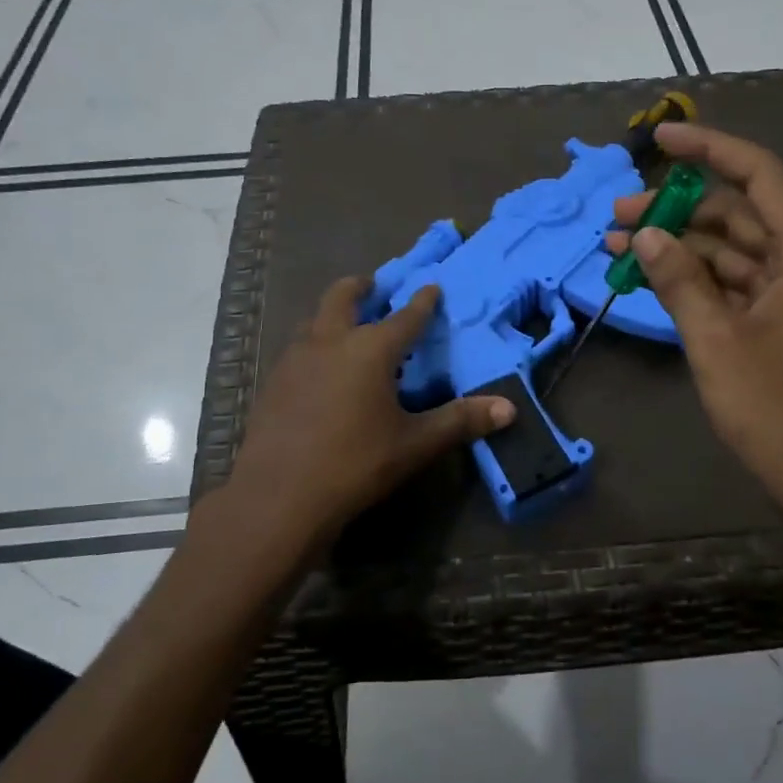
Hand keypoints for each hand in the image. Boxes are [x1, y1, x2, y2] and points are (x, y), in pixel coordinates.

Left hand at [227, 278, 514, 548]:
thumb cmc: (355, 463)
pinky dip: (314, 345)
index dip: (422, 302)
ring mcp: (295, 360)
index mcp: (370, 350)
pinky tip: (319, 371)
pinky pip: (297, 350)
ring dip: (332, 315)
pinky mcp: (273, 383)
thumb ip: (460, 421)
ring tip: (346, 326)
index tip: (431, 286)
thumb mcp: (415, 444)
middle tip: (373, 286)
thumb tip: (509, 409)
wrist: (279, 496)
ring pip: (314, 320)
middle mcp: (330, 342)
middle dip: (360, 287)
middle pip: (342, 297)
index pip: (405, 317)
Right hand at [607, 122, 782, 528]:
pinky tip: (648, 274)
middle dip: (676, 209)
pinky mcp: (774, 316)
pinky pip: (728, 279)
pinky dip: (691, 275)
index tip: (660, 141)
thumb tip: (645, 236)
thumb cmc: (771, 404)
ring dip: (677, 244)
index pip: (758, 175)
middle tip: (618, 214)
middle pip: (735, 212)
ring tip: (618, 246)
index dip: (709, 150)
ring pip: (727, 247)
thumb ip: (679, 280)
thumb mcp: (714, 338)